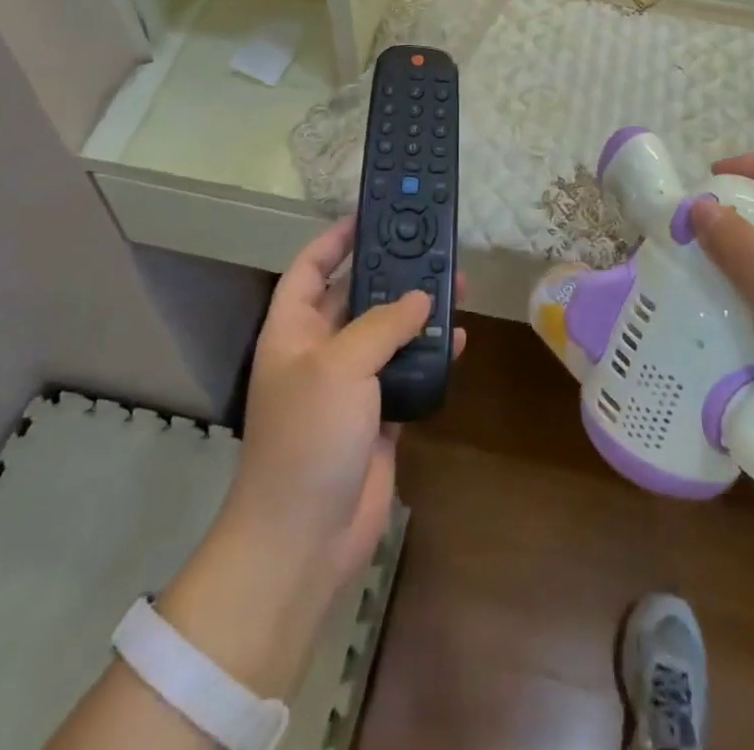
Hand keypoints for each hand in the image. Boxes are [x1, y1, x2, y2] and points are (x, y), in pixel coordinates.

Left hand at [158, 219, 464, 696]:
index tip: (370, 213)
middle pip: (358, 295)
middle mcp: (320, 350)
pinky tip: (460, 340)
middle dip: (392, 272)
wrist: (304, 539)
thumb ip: (383, 324)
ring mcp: (350, 385)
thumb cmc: (308, 437)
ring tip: (457, 285)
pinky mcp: (379, 415)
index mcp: (293, 330)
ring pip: (389, 333)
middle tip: (431, 246)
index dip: (336, 238)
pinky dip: (432, 355)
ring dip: (419, 312)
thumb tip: (420, 299)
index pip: (310, 267)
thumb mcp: (340, 366)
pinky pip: (408, 372)